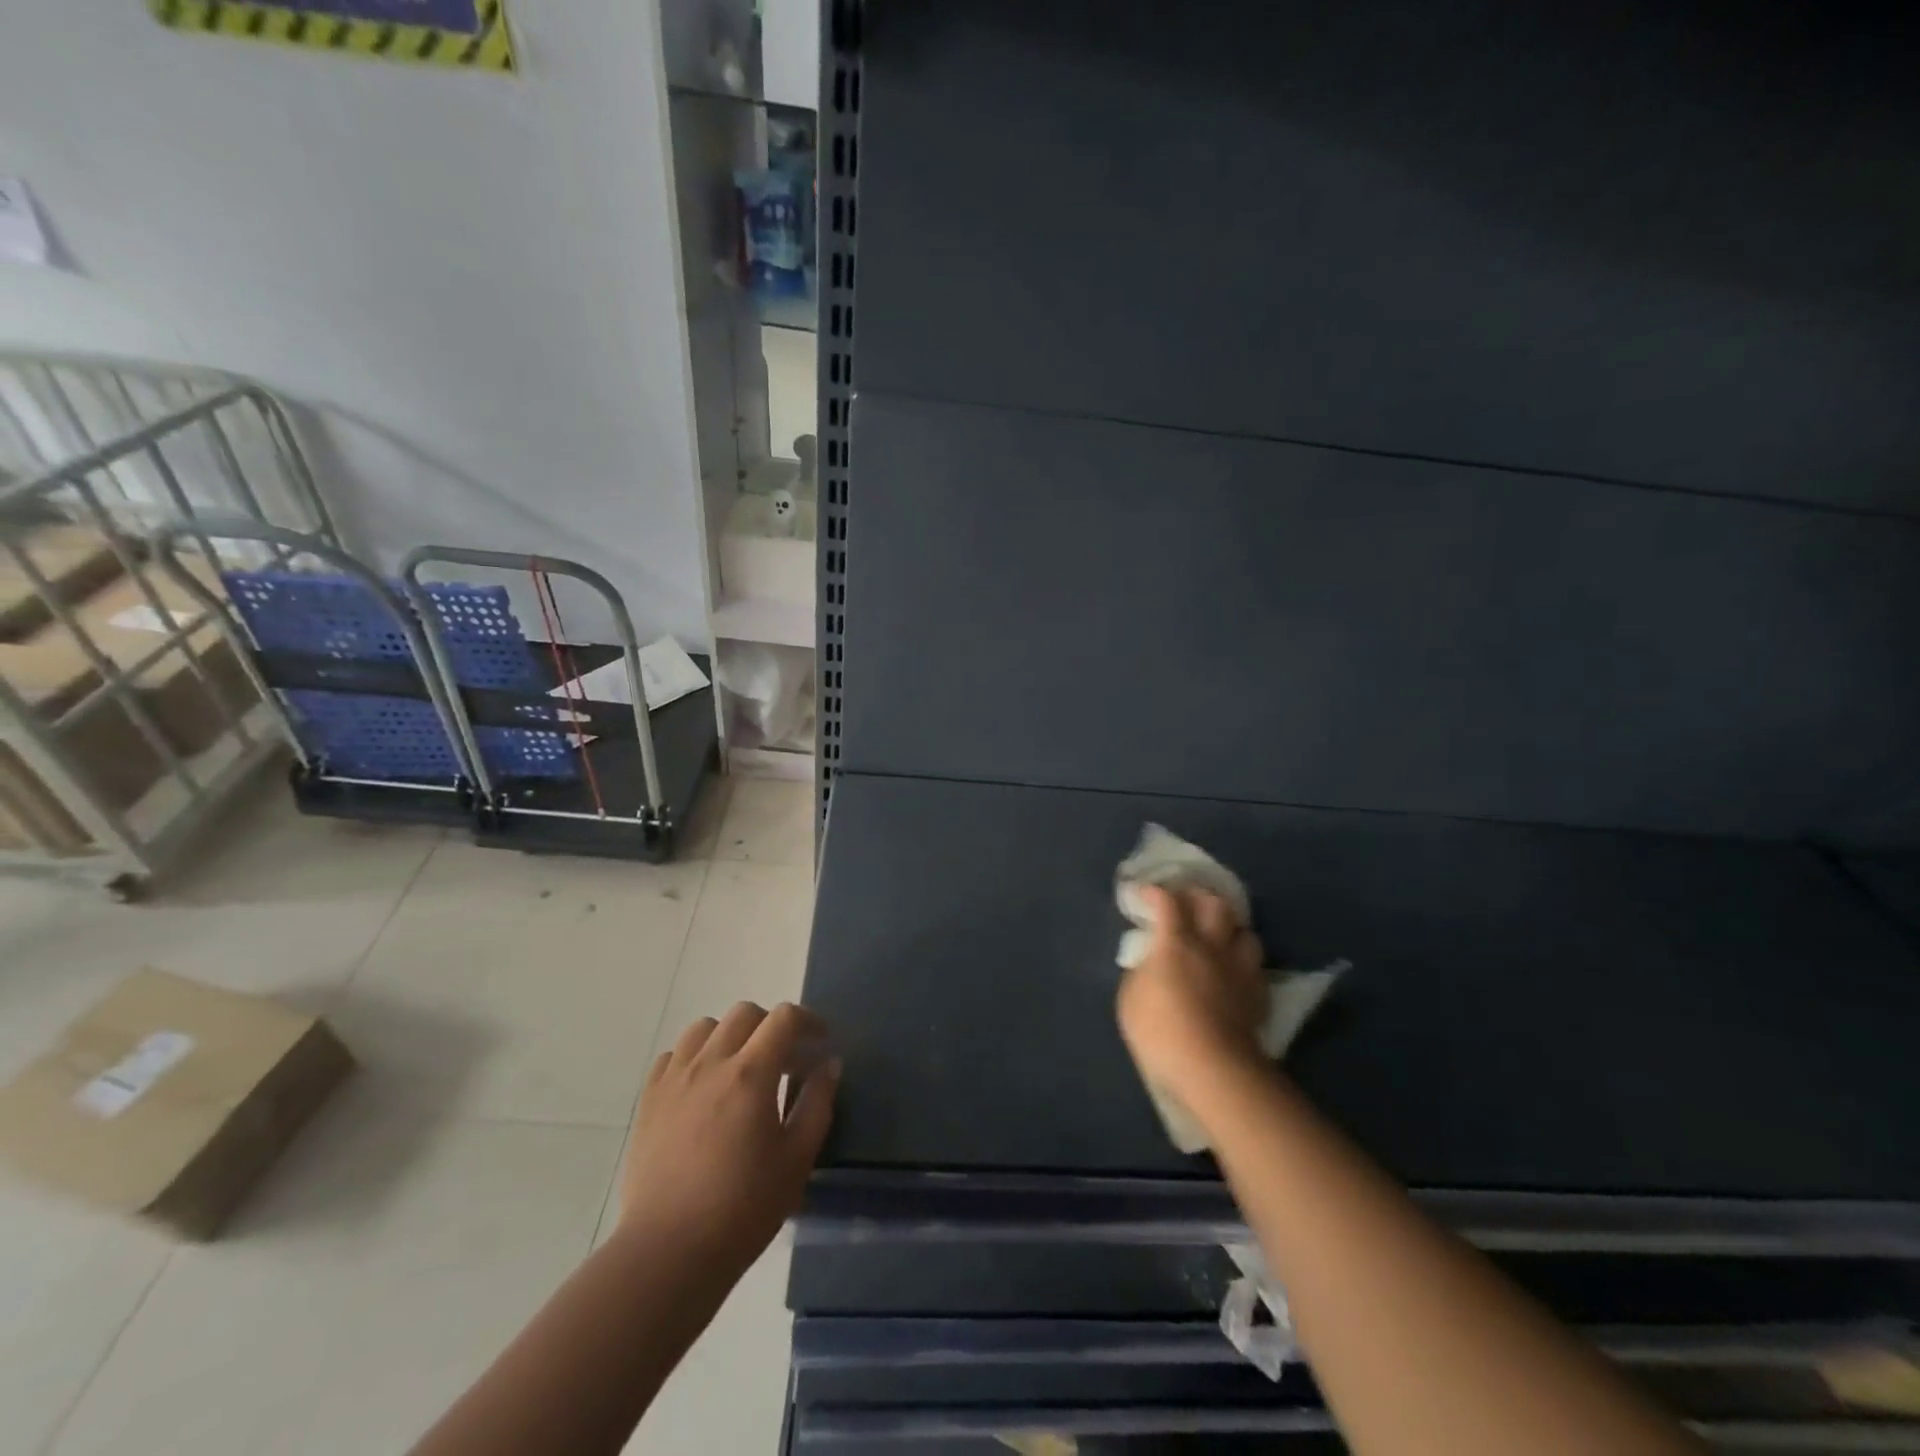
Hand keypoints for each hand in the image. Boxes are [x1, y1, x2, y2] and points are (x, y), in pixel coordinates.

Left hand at [617, 1002, 837, 1276]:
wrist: (669, 1252)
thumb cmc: (743, 1207)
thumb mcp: (797, 1158)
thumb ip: (817, 1102)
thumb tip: (829, 1064)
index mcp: (751, 1073)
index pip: (784, 1018)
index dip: (808, 1020)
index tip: (820, 1041)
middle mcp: (710, 1063)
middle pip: (744, 1013)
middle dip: (771, 1026)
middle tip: (784, 1059)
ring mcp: (674, 1079)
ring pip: (704, 1028)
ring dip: (729, 1036)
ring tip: (739, 1068)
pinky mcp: (648, 1101)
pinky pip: (672, 1056)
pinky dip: (693, 1058)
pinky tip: (702, 1088)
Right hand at [1116, 886, 1267, 1107]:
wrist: (1212, 1068)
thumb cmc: (1160, 1030)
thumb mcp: (1130, 999)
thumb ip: (1141, 971)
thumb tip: (1150, 962)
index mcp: (1176, 942)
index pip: (1167, 901)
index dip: (1154, 892)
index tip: (1143, 894)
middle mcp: (1211, 946)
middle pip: (1215, 904)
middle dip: (1200, 897)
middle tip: (1187, 902)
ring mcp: (1239, 969)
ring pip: (1245, 932)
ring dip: (1231, 928)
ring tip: (1220, 936)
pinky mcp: (1258, 995)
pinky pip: (1255, 967)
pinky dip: (1244, 963)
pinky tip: (1235, 973)